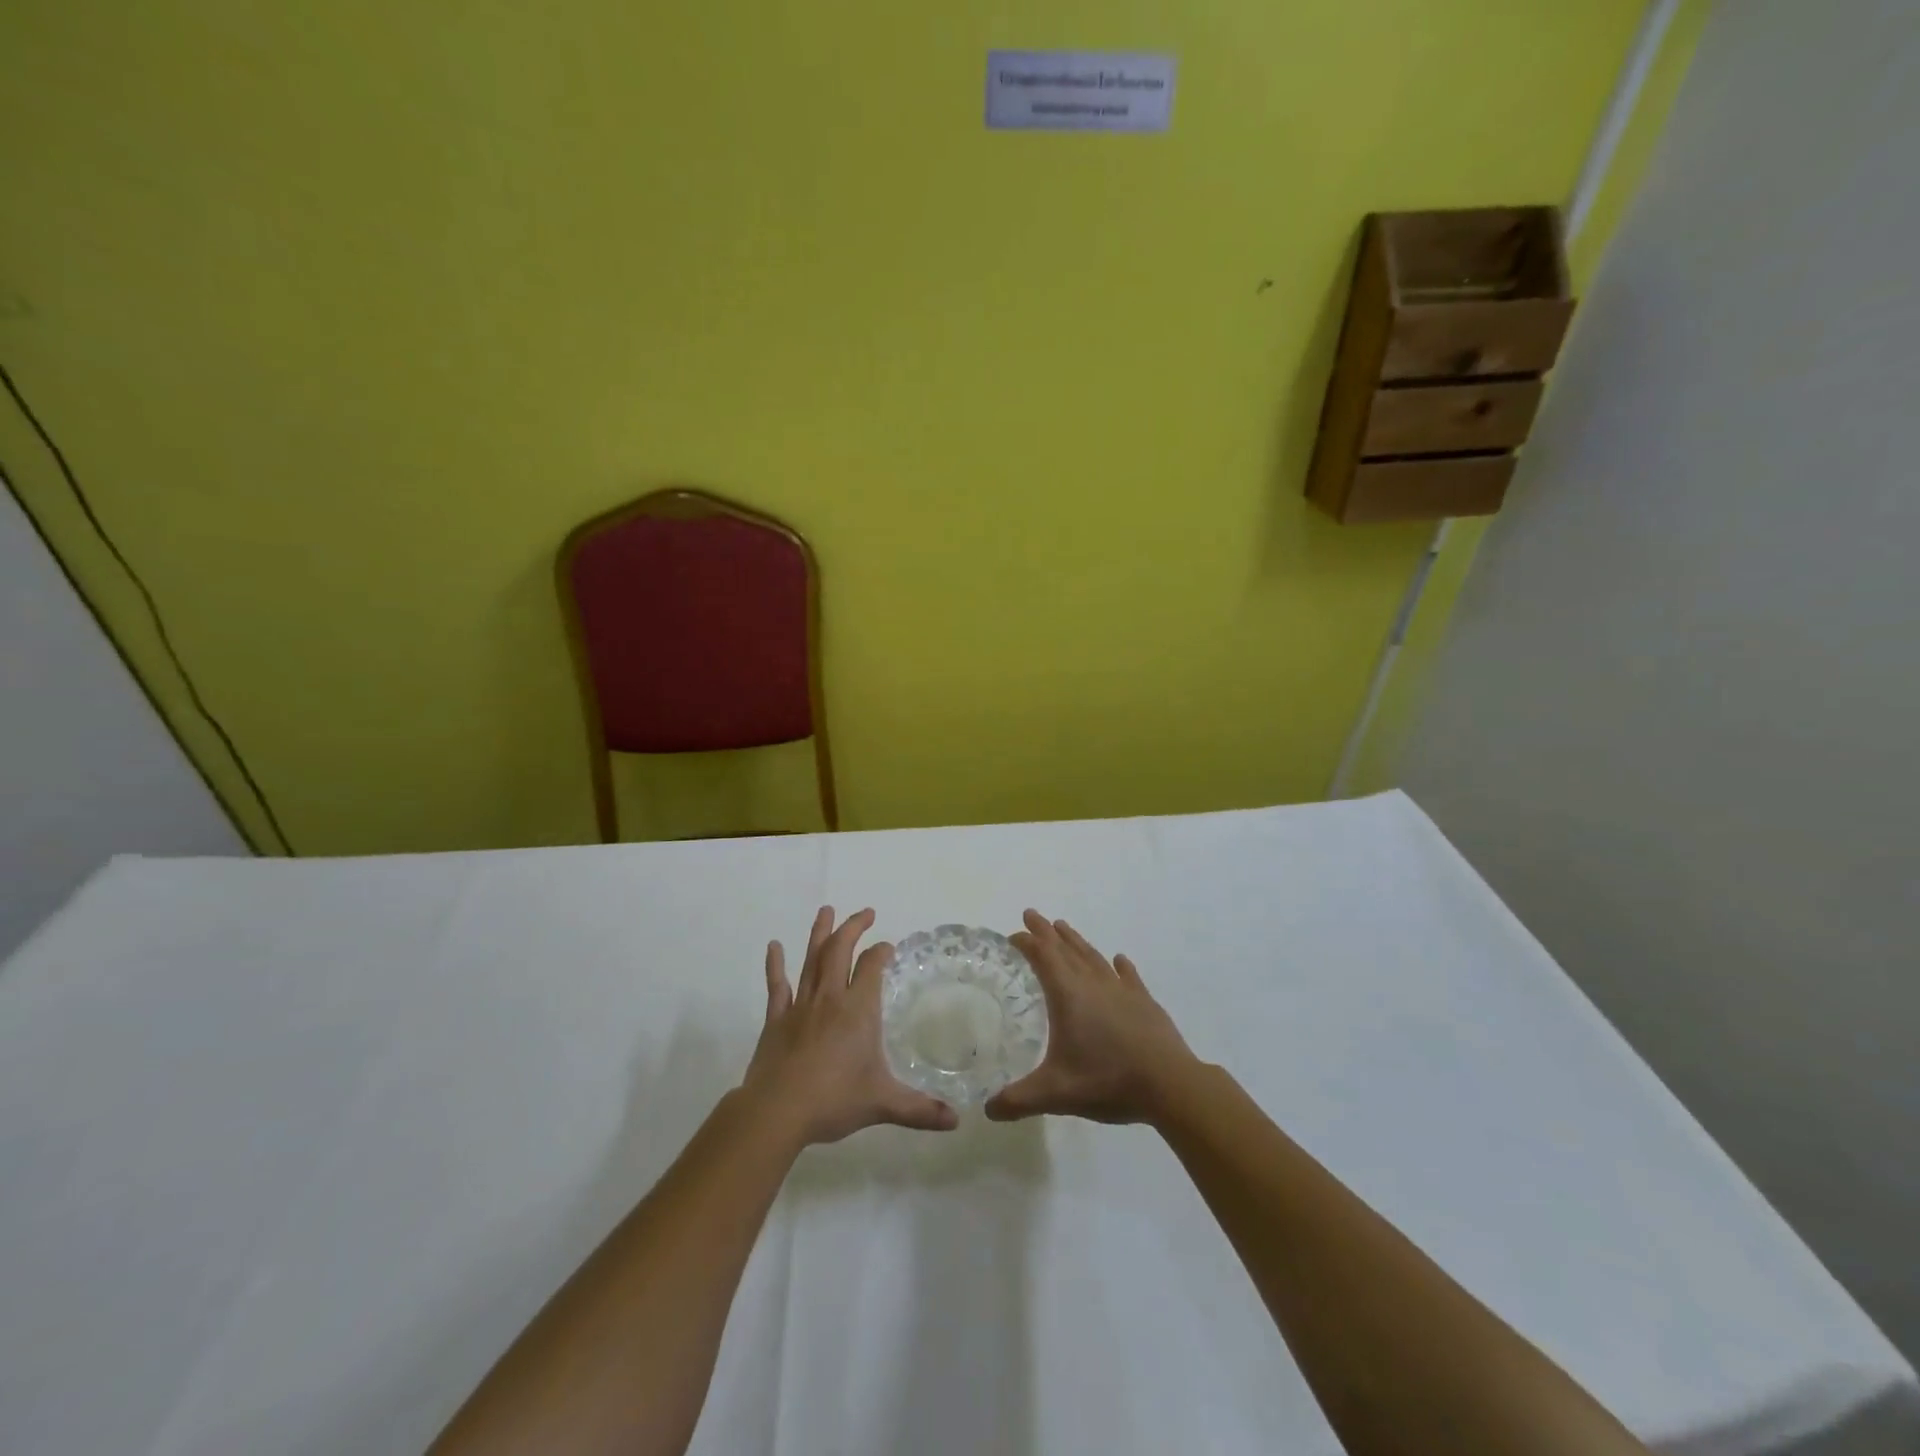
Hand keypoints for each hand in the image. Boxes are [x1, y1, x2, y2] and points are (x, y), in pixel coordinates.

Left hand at [741, 907, 958, 1145]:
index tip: (888, 947)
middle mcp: (830, 998)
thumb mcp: (883, 1103)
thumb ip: (919, 1109)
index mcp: (858, 1010)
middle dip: (853, 928)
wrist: (777, 1112)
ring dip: (820, 933)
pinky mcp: (776, 1019)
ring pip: (812, 959)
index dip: (881, 952)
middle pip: (840, 951)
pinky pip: (777, 985)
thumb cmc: (833, 1100)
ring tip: (826, 910)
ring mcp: (800, 1006)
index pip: (872, 966)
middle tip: (865, 913)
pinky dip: (775, 964)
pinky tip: (774, 946)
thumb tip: (955, 1120)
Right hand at [985, 909, 1201, 1125]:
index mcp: (1068, 995)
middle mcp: (1093, 984)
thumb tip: (987, 1110)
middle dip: (1046, 932)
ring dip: (1076, 941)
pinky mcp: (1144, 1001)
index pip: (1042, 957)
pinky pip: (1128, 976)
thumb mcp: (1056, 1094)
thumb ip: (1018, 1100)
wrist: (1170, 1084)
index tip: (1013, 935)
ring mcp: (1121, 990)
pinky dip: (1120, 965)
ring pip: (1093, 956)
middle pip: (1065, 948)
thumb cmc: (1108, 1081)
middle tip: (1031, 914)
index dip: (1026, 943)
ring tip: (1063, 927)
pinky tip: (1119, 959)